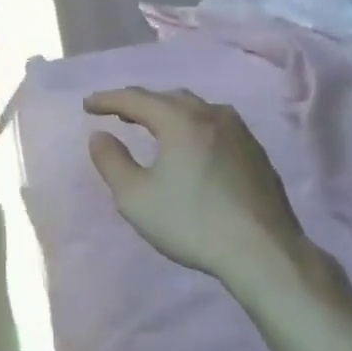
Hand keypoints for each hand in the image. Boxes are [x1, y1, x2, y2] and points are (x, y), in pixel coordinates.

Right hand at [85, 88, 317, 287]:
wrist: (264, 252)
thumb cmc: (191, 222)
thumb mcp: (135, 197)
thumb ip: (111, 161)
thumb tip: (100, 135)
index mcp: (179, 119)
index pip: (135, 98)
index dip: (107, 100)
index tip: (87, 105)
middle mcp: (211, 114)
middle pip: (167, 97)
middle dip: (139, 102)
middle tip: (118, 113)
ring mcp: (239, 132)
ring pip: (196, 109)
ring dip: (169, 112)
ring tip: (153, 126)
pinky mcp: (256, 152)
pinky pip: (215, 125)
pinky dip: (193, 126)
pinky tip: (190, 147)